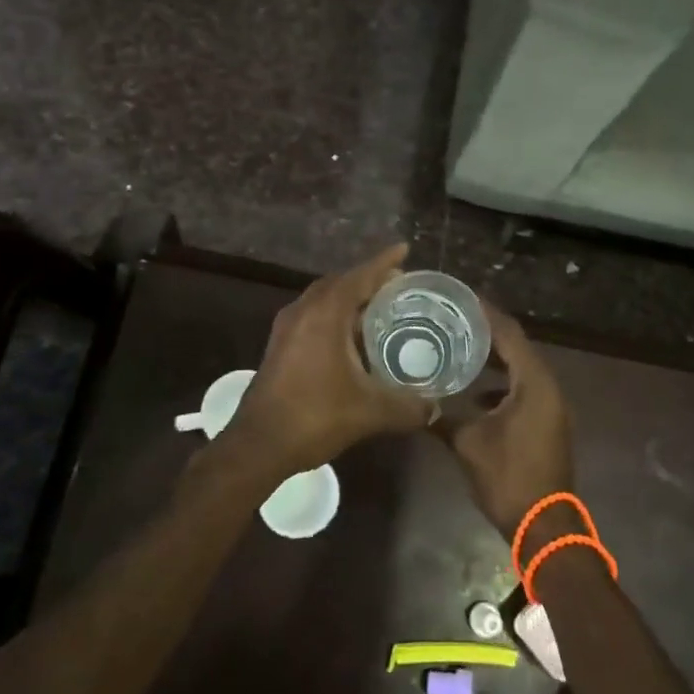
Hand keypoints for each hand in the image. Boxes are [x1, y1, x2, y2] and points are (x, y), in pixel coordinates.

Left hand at [226, 243, 431, 477]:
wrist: (258, 445)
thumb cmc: (315, 416)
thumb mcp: (370, 412)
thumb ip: (407, 407)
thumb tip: (435, 407)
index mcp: (325, 314)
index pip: (359, 276)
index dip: (384, 262)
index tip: (404, 249)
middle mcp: (303, 311)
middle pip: (340, 282)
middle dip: (368, 279)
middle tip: (398, 285)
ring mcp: (287, 328)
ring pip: (323, 299)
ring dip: (349, 298)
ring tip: (379, 307)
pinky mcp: (280, 346)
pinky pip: (313, 316)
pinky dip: (335, 315)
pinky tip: (352, 338)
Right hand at [434, 306, 574, 542]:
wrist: (545, 526)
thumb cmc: (509, 478)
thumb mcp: (468, 444)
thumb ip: (443, 417)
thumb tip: (417, 402)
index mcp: (534, 383)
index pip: (509, 334)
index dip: (486, 313)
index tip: (460, 298)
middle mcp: (547, 387)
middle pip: (517, 347)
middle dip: (487, 333)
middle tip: (454, 319)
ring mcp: (550, 406)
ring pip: (521, 369)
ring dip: (495, 359)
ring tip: (460, 348)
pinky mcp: (547, 423)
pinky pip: (524, 389)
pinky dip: (502, 383)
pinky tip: (476, 392)